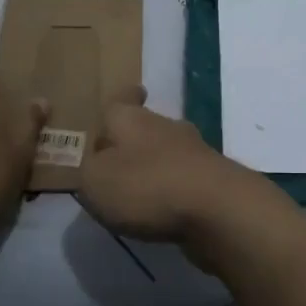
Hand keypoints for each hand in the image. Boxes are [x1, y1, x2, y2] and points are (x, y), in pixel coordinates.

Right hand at [76, 90, 273, 256]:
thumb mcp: (95, 181)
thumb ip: (87, 172)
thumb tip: (97, 165)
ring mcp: (195, 153)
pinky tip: (164, 210)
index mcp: (131, 119)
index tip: (129, 94)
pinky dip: (173, 191)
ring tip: (136, 191)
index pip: (124, 98)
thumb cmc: (146, 186)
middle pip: (145, 127)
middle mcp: (165, 127)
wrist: (218, 210)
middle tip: (115, 161)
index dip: (124, 97)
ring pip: (168, 153)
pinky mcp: (214, 181)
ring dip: (154, 168)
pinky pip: (185, 180)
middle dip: (132, 141)